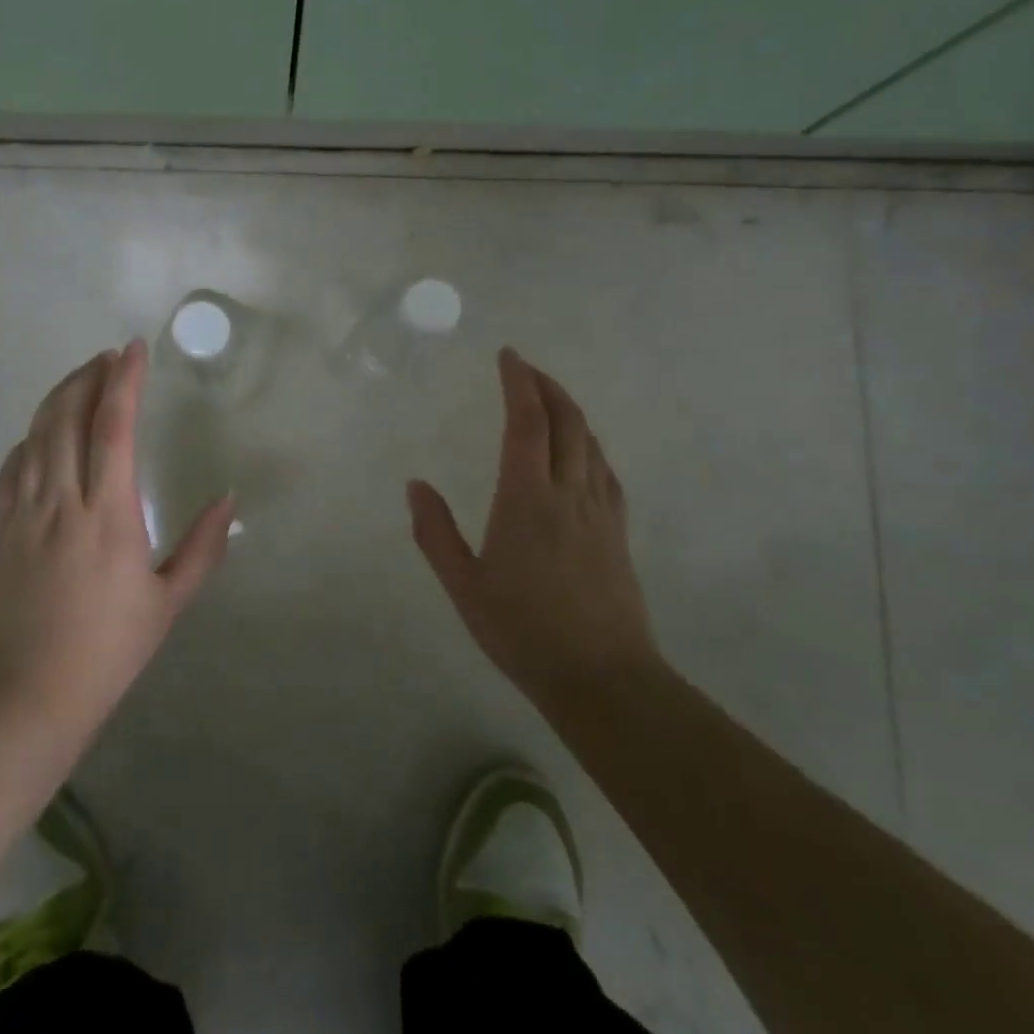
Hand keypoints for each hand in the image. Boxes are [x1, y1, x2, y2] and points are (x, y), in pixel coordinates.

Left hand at [0, 340, 234, 737]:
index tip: (133, 349)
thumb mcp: (168, 601)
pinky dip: (27, 440)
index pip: (113, 428)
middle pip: (67, 418)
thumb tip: (228, 500)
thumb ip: (202, 547)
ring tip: (79, 381)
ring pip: (35, 436)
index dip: (123, 382)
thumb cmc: (109, 650)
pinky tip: (39, 435)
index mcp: (108, 515)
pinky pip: (10, 469)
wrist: (29, 696)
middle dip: (87, 377)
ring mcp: (23, 514)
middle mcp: (61, 501)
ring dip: (57, 399)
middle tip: (106, 357)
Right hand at [407, 348, 658, 707]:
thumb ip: (435, 532)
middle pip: (567, 421)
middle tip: (526, 369)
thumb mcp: (464, 585)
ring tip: (549, 400)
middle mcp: (569, 493)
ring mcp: (600, 511)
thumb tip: (415, 484)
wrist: (603, 678)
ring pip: (591, 442)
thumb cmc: (523, 631)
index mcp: (527, 498)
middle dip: (547, 386)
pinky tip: (583, 453)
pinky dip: (590, 445)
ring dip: (570, 411)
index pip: (527, 422)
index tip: (508, 356)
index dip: (519, 383)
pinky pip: (605, 471)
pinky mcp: (618, 532)